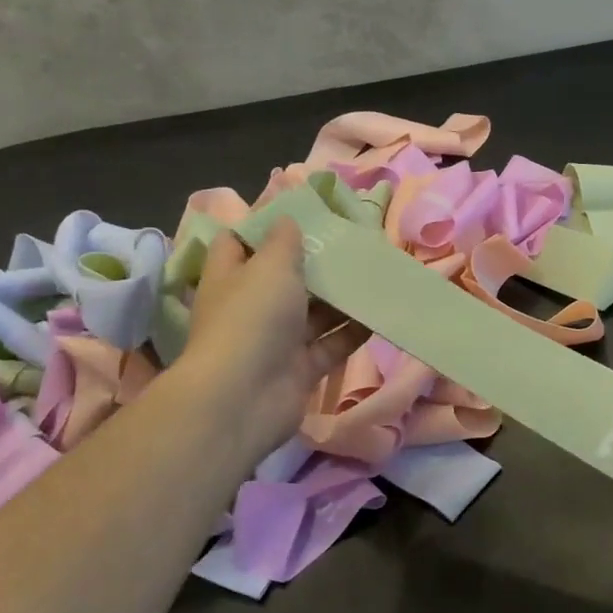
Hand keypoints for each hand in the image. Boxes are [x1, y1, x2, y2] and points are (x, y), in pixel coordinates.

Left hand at [174, 222, 368, 455]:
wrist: (244, 398)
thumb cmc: (252, 319)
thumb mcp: (269, 267)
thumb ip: (283, 241)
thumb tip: (288, 220)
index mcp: (232, 277)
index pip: (240, 243)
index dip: (266, 227)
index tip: (303, 214)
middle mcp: (252, 307)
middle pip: (285, 278)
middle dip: (317, 262)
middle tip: (354, 242)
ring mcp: (277, 340)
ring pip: (314, 312)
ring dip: (341, 297)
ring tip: (377, 274)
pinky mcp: (301, 368)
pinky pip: (332, 344)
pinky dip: (354, 330)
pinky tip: (380, 312)